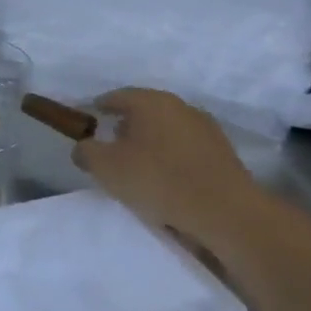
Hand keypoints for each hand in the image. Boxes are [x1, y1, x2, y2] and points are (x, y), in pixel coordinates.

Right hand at [72, 88, 262, 251]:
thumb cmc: (158, 180)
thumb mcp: (105, 168)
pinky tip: (167, 178)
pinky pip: (186, 149)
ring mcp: (206, 129)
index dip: (100, 108)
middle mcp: (180, 106)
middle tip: (111, 145)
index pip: (116, 97)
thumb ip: (86, 152)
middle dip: (127, 125)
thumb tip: (84, 147)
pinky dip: (172, 157)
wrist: (226, 213)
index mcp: (150, 101)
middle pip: (144, 111)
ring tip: (139, 166)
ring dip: (152, 142)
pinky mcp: (224, 153)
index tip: (90, 121)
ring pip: (167, 129)